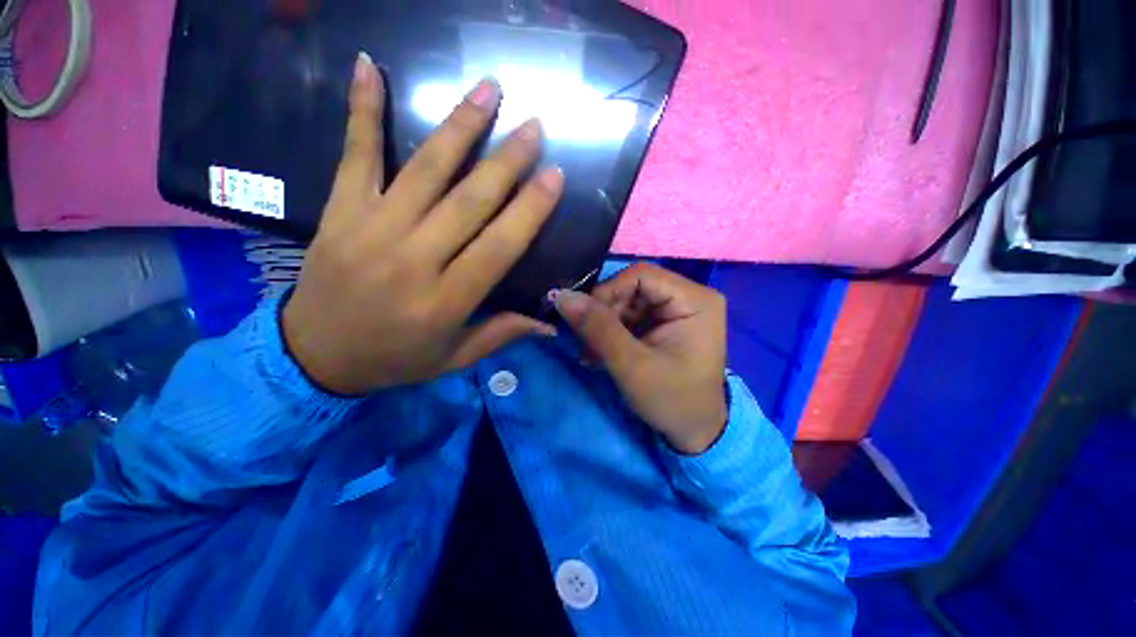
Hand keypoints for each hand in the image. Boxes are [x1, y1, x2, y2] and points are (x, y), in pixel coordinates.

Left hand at [283, 54, 563, 394]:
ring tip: (488, 91)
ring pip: (423, 170)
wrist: (313, 354)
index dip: (529, 210)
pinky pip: (354, 155)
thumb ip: (501, 335)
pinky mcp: (339, 211)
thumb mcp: (454, 358)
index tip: (554, 176)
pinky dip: (361, 110)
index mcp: (445, 301)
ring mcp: (370, 229)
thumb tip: (550, 326)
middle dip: (506, 162)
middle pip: (468, 202)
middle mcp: (412, 260)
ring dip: (459, 127)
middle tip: (535, 127)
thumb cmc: (394, 358)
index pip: (498, 247)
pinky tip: (369, 66)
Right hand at [554, 264, 727, 453]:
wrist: (695, 432)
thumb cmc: (672, 401)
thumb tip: (562, 296)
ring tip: (591, 352)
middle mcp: (689, 296)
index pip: (640, 276)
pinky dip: (612, 332)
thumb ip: (598, 328)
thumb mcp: (632, 366)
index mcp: (695, 300)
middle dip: (604, 313)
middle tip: (586, 341)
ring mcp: (678, 310)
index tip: (584, 319)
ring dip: (604, 325)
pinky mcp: (666, 323)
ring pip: (628, 302)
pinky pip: (632, 316)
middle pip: (633, 288)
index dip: (607, 292)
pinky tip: (601, 352)